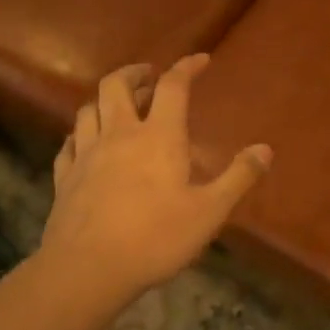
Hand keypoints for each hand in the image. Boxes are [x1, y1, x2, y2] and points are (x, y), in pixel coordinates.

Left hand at [38, 55, 271, 305]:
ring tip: (117, 106)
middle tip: (148, 76)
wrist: (87, 269)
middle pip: (116, 85)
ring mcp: (86, 154)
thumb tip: (266, 149)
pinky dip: (80, 134)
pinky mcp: (64, 177)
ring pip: (87, 109)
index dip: (186, 67)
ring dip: (104, 100)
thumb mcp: (210, 211)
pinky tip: (85, 143)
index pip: (173, 86)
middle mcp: (119, 134)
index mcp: (158, 136)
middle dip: (134, 73)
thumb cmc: (155, 237)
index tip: (200, 60)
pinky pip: (69, 143)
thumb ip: (238, 177)